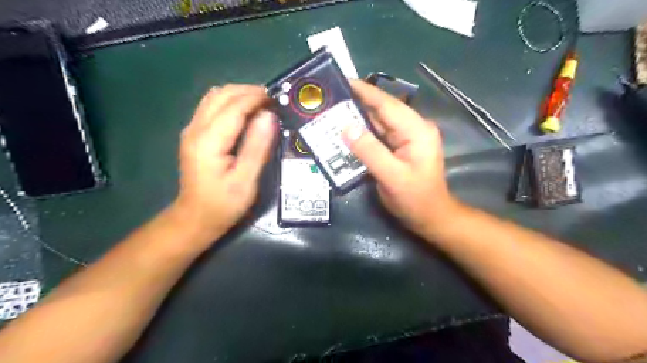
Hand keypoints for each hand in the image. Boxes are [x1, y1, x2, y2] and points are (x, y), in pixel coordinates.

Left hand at [174, 84, 277, 238]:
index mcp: (209, 141)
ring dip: (239, 95)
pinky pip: (212, 107)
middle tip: (272, 102)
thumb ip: (257, 147)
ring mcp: (192, 130)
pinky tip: (245, 114)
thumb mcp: (246, 181)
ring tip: (260, 105)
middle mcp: (196, 129)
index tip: (277, 100)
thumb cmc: (223, 204)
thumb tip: (269, 116)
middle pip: (221, 95)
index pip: (234, 107)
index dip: (256, 99)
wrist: (196, 218)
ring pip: (214, 97)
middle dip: (248, 92)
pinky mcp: (194, 134)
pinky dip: (231, 103)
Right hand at [343, 81, 459, 237]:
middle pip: (382, 110)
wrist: (430, 216)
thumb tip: (345, 127)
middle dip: (357, 102)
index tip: (342, 80)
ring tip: (333, 110)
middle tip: (331, 96)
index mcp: (416, 130)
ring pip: (378, 121)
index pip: (387, 104)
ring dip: (357, 116)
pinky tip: (346, 130)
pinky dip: (362, 131)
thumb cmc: (415, 198)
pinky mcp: (399, 147)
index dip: (364, 91)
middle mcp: (412, 128)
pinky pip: (377, 134)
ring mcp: (406, 138)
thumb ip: (369, 151)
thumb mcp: (392, 176)